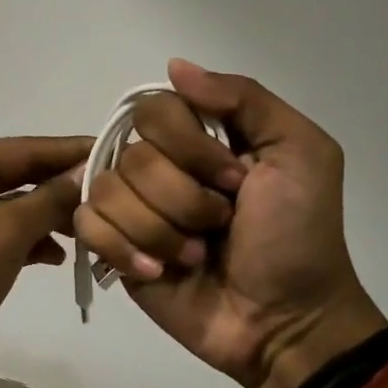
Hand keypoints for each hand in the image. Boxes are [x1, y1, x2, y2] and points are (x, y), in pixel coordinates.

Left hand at [0, 136, 91, 380]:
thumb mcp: (8, 227)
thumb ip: (51, 198)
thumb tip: (86, 172)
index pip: (25, 149)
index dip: (68, 151)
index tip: (112, 150)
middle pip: (22, 176)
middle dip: (63, 186)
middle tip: (111, 193)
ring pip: (18, 208)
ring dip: (53, 217)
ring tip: (92, 228)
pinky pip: (9, 236)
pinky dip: (34, 242)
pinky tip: (60, 256)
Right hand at [74, 60, 386, 387]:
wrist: (286, 321)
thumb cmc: (298, 235)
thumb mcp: (300, 152)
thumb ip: (244, 98)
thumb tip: (174, 67)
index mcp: (198, 136)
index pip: (154, 109)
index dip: (189, 145)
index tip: (236, 180)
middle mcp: (158, 163)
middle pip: (133, 155)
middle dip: (183, 197)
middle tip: (220, 223)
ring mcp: (132, 206)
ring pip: (109, 191)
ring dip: (161, 231)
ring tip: (195, 255)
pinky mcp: (112, 246)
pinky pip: (87, 225)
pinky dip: (124, 249)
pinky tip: (159, 271)